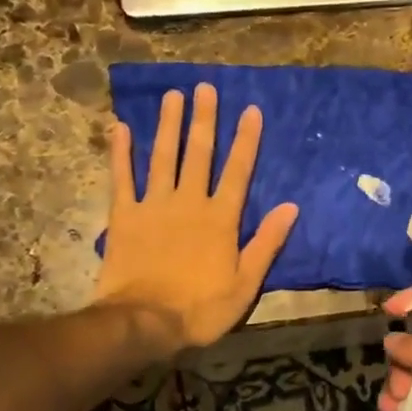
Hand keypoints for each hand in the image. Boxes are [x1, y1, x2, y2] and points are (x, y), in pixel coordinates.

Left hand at [96, 84, 298, 354]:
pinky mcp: (124, 216)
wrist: (144, 323)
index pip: (238, 171)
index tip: (250, 110)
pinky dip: (120, 153)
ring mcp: (154, 206)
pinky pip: (122, 178)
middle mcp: (189, 202)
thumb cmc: (199, 309)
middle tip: (205, 87)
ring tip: (172, 95)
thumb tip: (291, 207)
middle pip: (199, 154)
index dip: (246, 140)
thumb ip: (266, 243)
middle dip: (204, 119)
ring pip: (163, 157)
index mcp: (220, 219)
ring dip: (168, 125)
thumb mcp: (245, 284)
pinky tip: (120, 127)